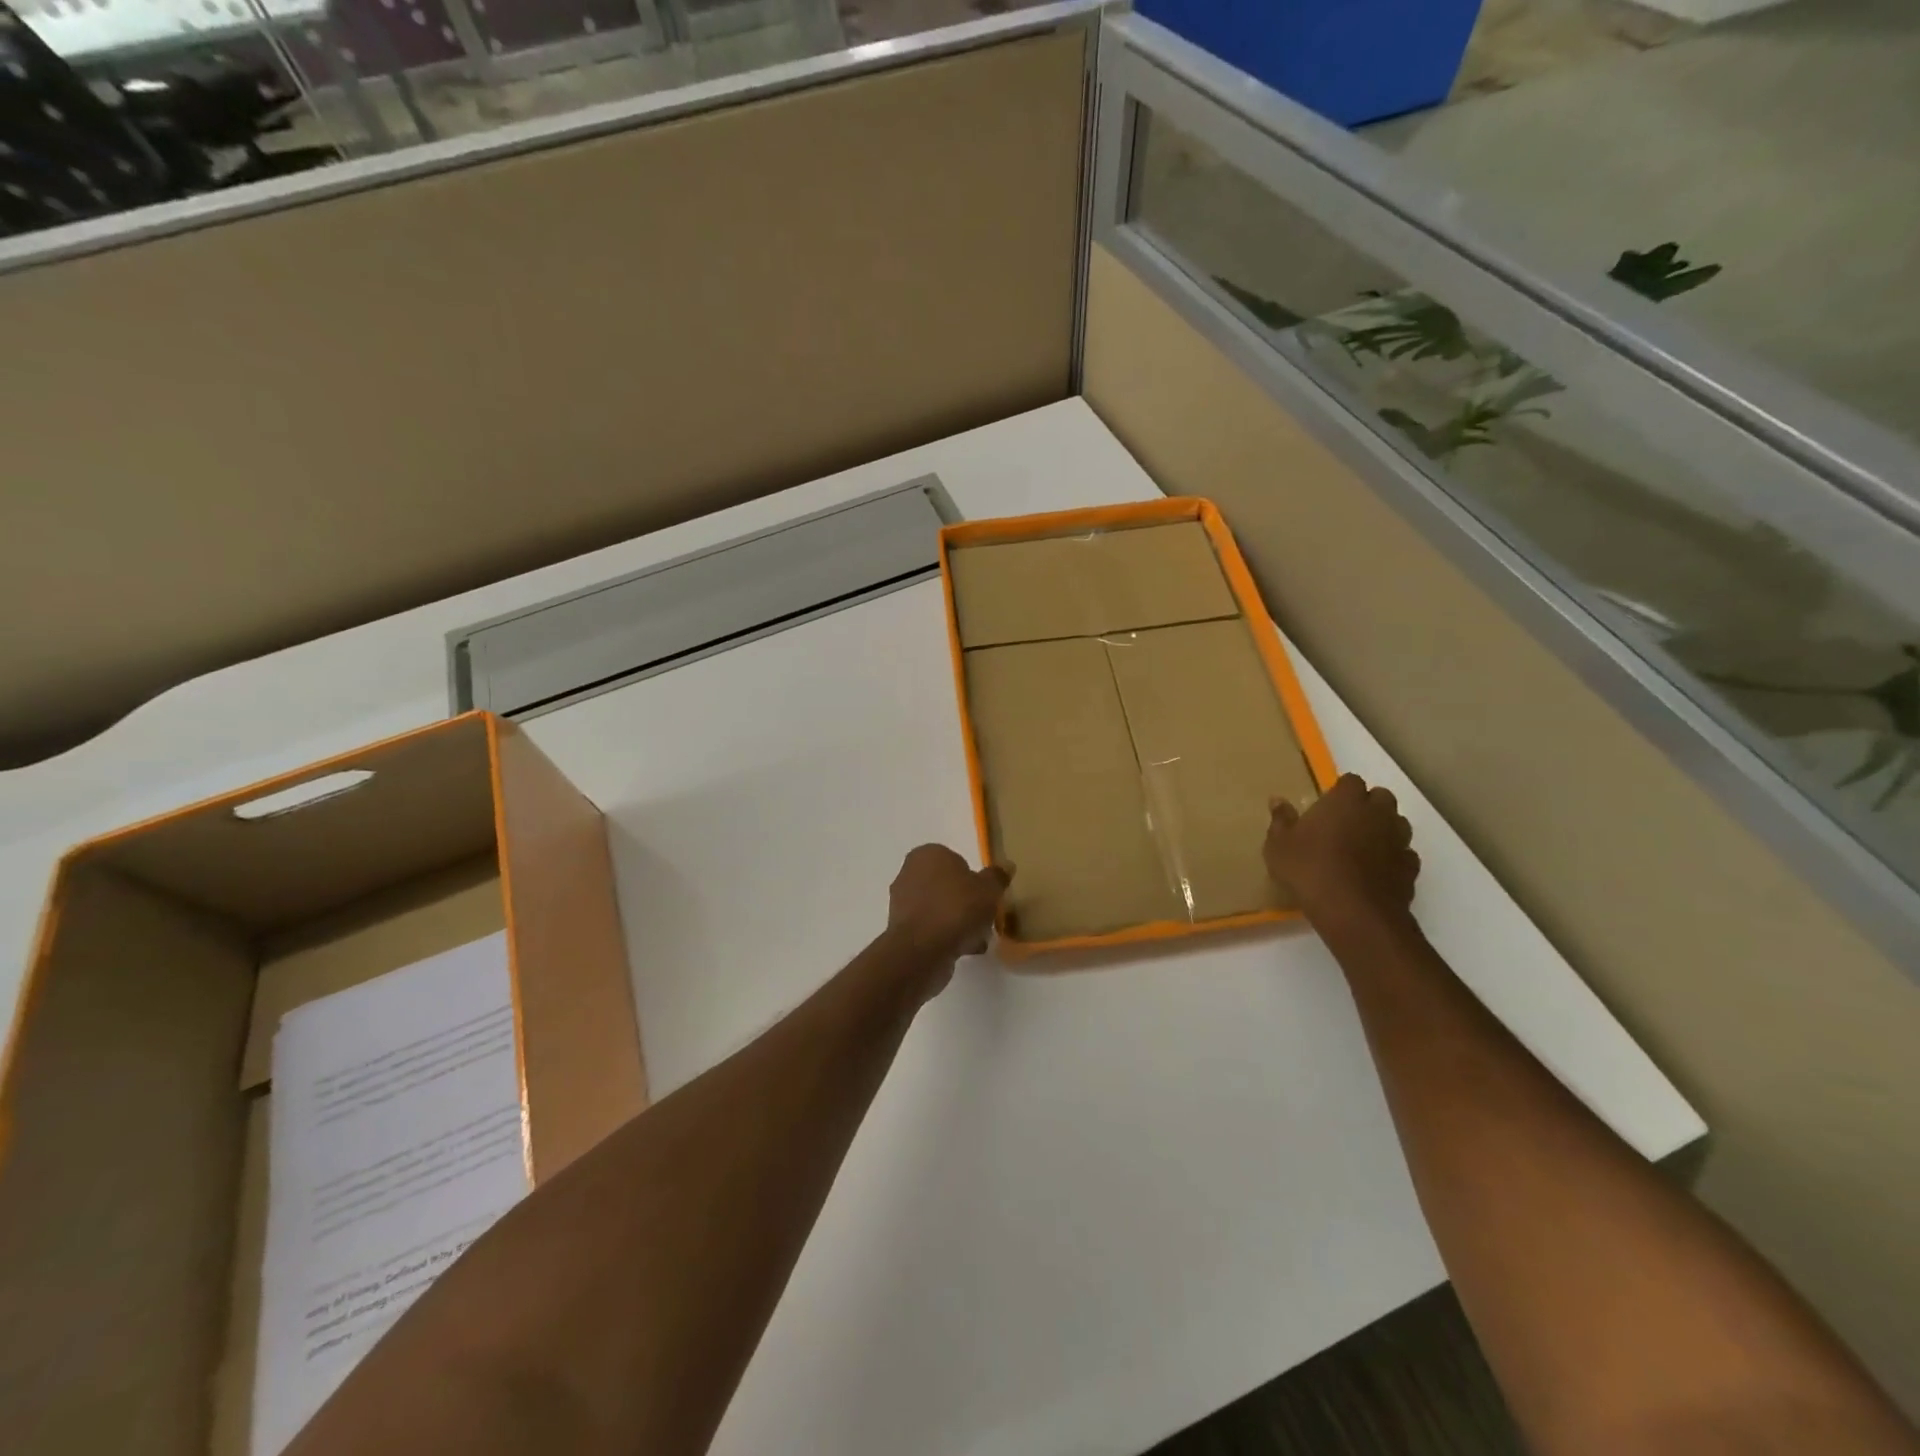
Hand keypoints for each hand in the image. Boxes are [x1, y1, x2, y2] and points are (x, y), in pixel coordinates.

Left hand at [886, 844, 1012, 972]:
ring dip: (956, 921)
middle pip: (946, 885)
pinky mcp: (901, 930)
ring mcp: (901, 903)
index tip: (986, 895)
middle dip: (964, 900)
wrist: (922, 950)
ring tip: (977, 937)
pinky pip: (930, 928)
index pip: (955, 860)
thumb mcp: (989, 889)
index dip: (973, 878)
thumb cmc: (956, 909)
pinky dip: (945, 936)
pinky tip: (964, 949)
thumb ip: (997, 876)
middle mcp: (909, 873)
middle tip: (983, 916)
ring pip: (938, 908)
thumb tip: (1006, 866)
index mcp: (927, 854)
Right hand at [1264, 774, 1419, 929]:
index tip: (1326, 806)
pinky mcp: (1410, 868)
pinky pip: (1404, 854)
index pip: (1351, 781)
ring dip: (1383, 829)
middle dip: (1368, 805)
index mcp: (1346, 800)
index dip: (1340, 791)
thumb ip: (1281, 820)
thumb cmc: (1309, 869)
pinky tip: (1376, 871)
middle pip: (1381, 797)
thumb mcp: (1279, 845)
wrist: (1353, 912)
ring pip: (1397, 824)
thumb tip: (1277, 800)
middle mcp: (1378, 813)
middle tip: (1345, 823)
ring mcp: (1399, 840)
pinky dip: (1393, 858)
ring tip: (1361, 847)